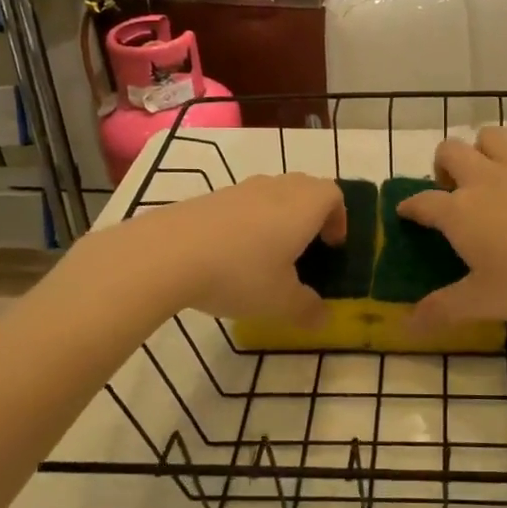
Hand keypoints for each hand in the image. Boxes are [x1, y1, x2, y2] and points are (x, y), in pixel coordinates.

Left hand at [124, 173, 346, 323]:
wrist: (167, 253)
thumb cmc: (240, 273)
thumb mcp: (280, 302)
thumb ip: (307, 309)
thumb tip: (323, 319)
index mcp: (304, 206)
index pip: (333, 195)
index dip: (339, 218)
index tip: (333, 246)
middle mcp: (276, 188)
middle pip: (305, 188)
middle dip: (311, 215)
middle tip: (306, 249)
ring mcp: (240, 189)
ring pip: (272, 195)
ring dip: (278, 218)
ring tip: (268, 255)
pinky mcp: (210, 198)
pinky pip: (242, 204)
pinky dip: (248, 222)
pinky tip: (231, 256)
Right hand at [396, 127, 506, 329]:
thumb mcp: (484, 303)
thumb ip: (443, 309)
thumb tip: (406, 326)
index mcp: (460, 212)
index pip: (422, 202)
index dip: (410, 207)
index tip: (406, 212)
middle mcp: (485, 180)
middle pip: (451, 151)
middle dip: (442, 164)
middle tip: (452, 190)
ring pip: (491, 136)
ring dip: (482, 150)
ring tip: (490, 176)